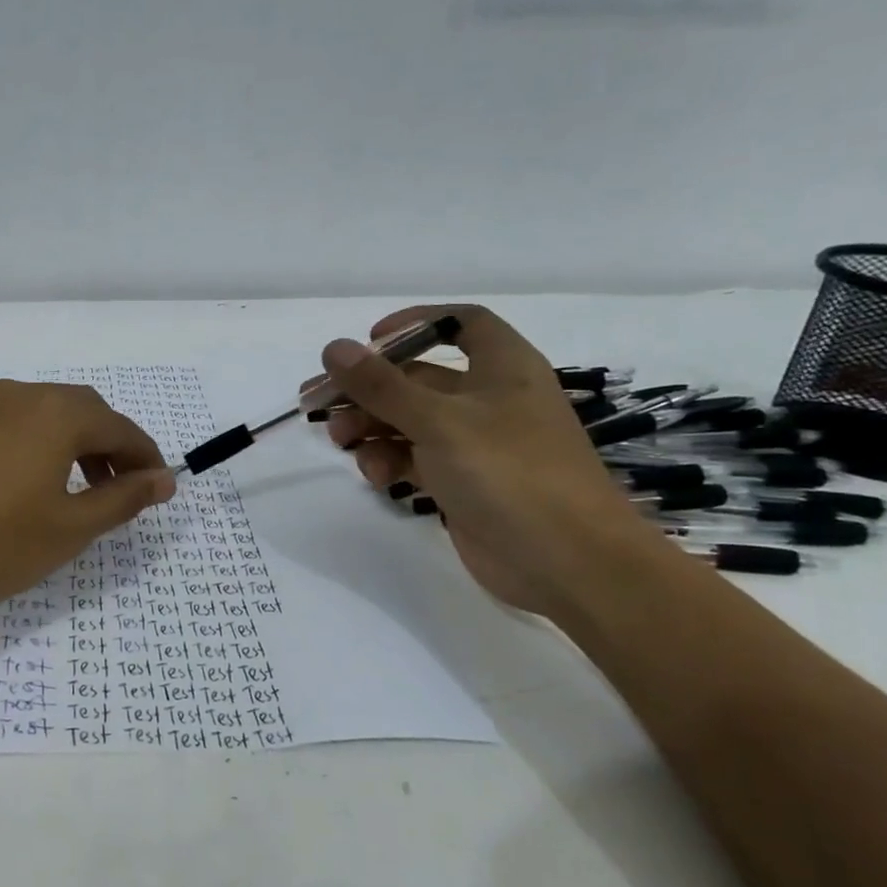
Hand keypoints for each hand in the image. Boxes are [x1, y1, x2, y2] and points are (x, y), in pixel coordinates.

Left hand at [0, 380, 176, 616]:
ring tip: (90, 489)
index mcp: (58, 413)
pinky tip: (45, 481)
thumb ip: (124, 499)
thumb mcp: (71, 526)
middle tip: (127, 490)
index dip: (146, 458)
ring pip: (55, 414)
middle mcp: (26, 395)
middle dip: (115, 447)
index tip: (161, 488)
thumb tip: (165, 480)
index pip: (121, 428)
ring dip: (82, 444)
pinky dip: (49, 443)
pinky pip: (25, 421)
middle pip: (89, 412)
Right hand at [321, 305, 652, 617]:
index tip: (369, 341)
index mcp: (502, 367)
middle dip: (368, 388)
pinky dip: (390, 461)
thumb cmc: (510, 473)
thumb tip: (333, 348)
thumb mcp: (439, 422)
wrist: (568, 564)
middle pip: (417, 378)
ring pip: (409, 421)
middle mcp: (489, 398)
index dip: (414, 323)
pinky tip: (376, 477)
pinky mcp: (462, 482)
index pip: (460, 323)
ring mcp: (476, 444)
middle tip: (317, 402)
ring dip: (371, 426)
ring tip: (341, 441)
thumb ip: (382, 385)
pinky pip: (415, 458)